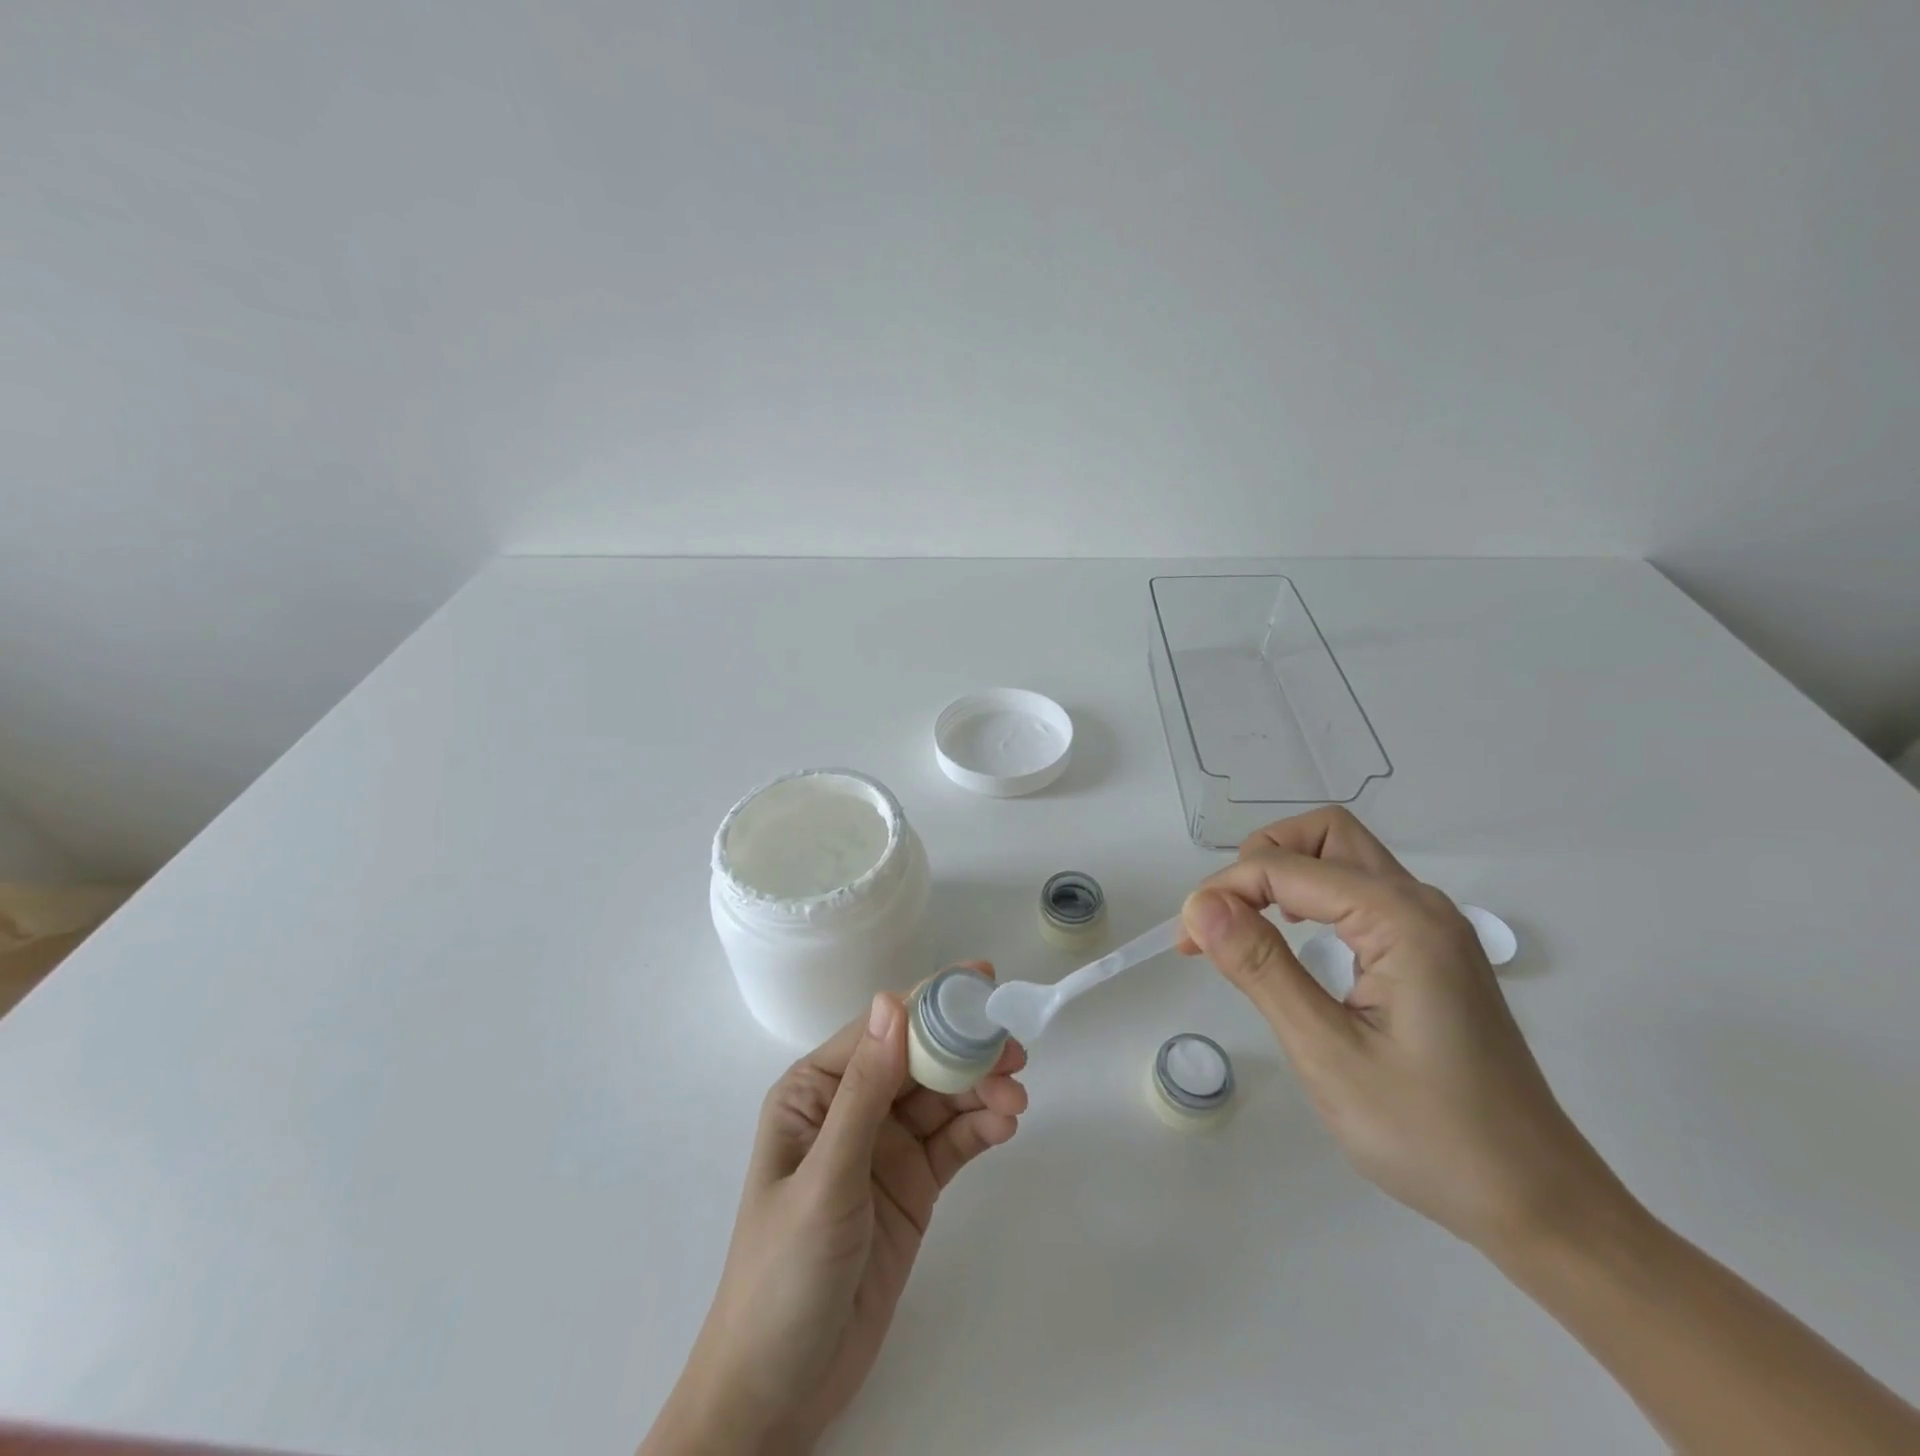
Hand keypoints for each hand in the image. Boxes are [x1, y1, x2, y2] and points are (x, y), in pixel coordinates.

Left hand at [641, 968, 1026, 1455]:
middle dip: (965, 1050)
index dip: (930, 1003)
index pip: (881, 1031)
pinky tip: (1005, 1126)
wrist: (780, 1391)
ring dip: (981, 1091)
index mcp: (816, 1091)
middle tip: (1014, 1051)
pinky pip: (952, 1143)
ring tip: (1017, 1098)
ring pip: (942, 1099)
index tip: (981, 983)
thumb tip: (892, 1001)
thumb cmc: (784, 1274)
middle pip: (919, 1061)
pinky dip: (980, 1129)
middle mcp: (852, 1108)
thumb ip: (864, 1092)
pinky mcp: (912, 1186)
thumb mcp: (826, 1177)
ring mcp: (885, 1147)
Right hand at [1180, 808, 1626, 1254]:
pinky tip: (1293, 941)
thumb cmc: (1430, 1135)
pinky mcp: (1431, 953)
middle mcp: (1421, 905)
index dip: (1225, 891)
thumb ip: (1261, 968)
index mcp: (1401, 920)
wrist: (1538, 1203)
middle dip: (1260, 859)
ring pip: (1343, 859)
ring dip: (1284, 876)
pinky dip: (1311, 900)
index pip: (1287, 867)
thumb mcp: (1327, 1053)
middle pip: (1325, 835)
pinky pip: (1359, 895)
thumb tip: (1201, 905)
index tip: (1186, 940)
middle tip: (1223, 916)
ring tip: (1244, 928)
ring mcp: (1432, 927)